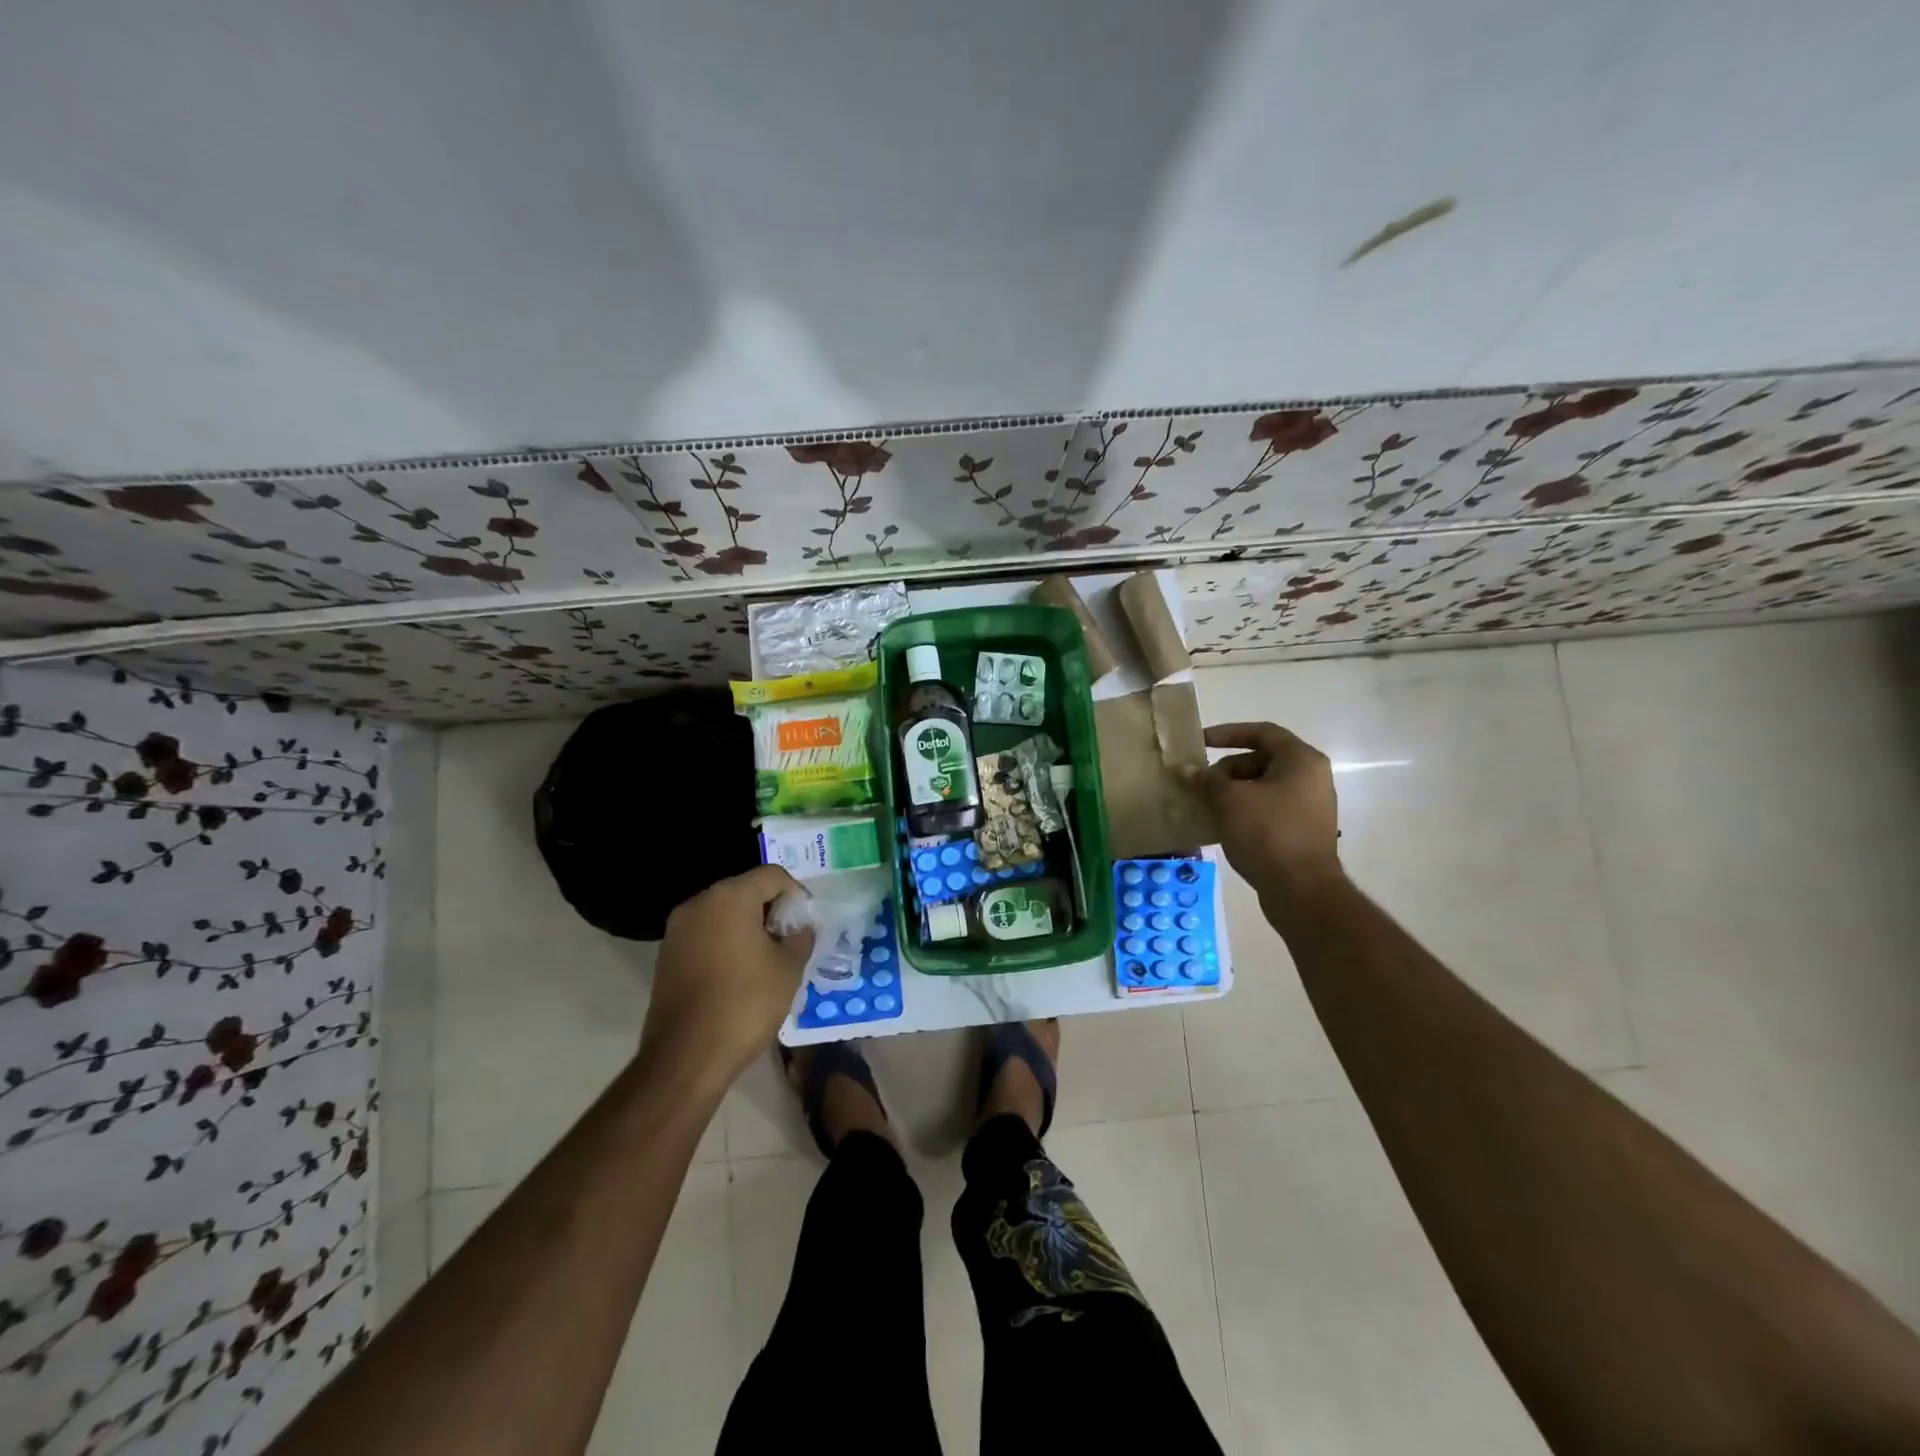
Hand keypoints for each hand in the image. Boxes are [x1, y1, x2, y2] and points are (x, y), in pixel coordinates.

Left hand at [641, 865, 813, 1087]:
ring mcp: (677, 930)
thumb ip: (800, 939)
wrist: (686, 1057)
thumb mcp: (788, 969)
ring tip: (767, 960)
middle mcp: (698, 904)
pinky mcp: (667, 957)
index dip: (796, 895)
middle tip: (790, 941)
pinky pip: (705, 936)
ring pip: (723, 915)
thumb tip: (799, 929)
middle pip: (745, 891)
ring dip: (748, 928)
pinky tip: (740, 975)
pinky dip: (726, 945)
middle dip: (771, 911)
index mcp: (729, 897)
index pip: (772, 876)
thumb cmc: (745, 1003)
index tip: (805, 924)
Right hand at [1185, 721, 1343, 928]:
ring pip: (1263, 787)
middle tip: (1200, 783)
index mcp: (1301, 761)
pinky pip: (1269, 809)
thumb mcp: (1229, 801)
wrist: (1302, 891)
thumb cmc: (1267, 833)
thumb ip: (1206, 780)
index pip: (1262, 732)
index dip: (1228, 733)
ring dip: (1233, 792)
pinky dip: (1245, 810)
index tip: (1200, 742)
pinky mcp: (1303, 831)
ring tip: (1206, 805)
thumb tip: (1185, 769)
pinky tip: (1221, 824)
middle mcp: (1312, 778)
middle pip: (1262, 760)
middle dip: (1227, 769)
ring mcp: (1310, 806)